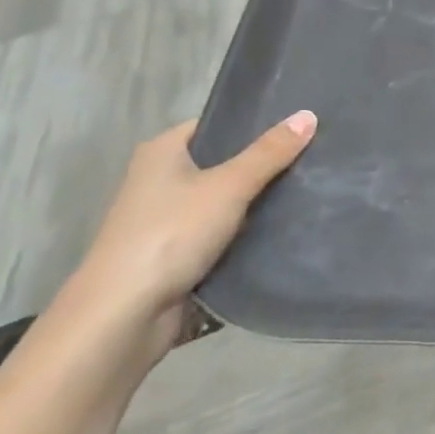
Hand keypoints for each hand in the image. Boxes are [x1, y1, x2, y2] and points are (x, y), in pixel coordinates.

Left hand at [65, 112, 316, 355]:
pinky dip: (246, 230)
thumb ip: (270, 152)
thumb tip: (309, 114)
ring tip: (309, 185)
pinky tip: (284, 224)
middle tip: (313, 152)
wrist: (121, 319)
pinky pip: (221, 231)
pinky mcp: (176, 254)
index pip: (218, 124)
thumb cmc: (169, 234)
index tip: (299, 122)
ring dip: (257, 199)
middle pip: (224, 161)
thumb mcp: (229, 186)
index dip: (255, 122)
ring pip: (225, 198)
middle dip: (263, 162)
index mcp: (162, 152)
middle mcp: (159, 180)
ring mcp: (166, 219)